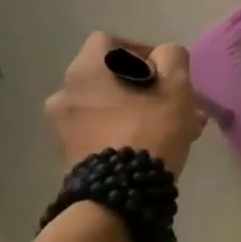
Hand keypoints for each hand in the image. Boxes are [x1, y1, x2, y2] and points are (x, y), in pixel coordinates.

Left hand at [45, 33, 206, 175]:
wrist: (118, 198)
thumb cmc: (148, 132)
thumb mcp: (176, 88)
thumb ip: (173, 58)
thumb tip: (165, 57)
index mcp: (85, 71)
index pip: (110, 42)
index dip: (141, 51)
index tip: (165, 73)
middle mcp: (65, 93)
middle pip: (112, 77)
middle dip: (148, 88)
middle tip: (177, 105)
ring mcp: (63, 127)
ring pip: (110, 106)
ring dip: (141, 111)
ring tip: (176, 130)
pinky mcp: (69, 155)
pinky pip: (102, 130)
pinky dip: (126, 131)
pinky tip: (155, 148)